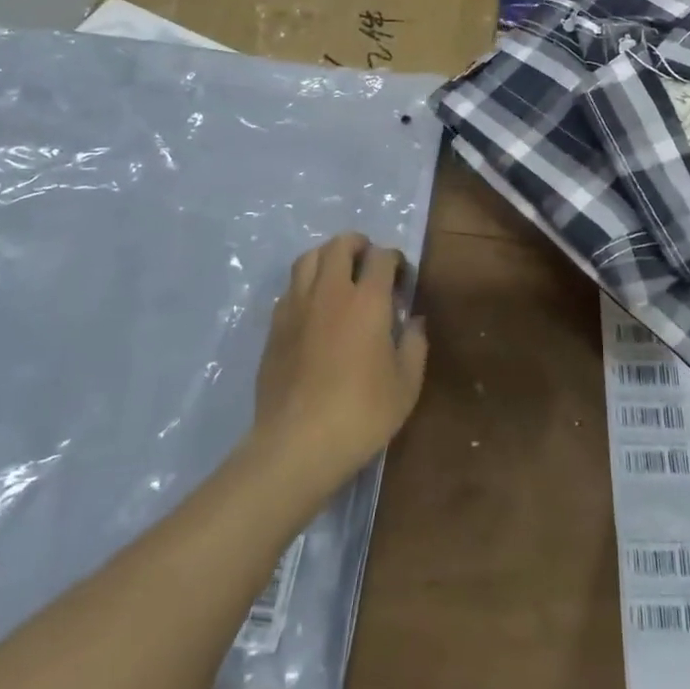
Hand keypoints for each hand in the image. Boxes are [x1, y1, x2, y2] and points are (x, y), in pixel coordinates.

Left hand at [251, 233, 428, 488]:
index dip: (394, 258)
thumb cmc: (361, 414)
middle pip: (339, 245)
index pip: (381, 257)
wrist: (297, 444)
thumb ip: (414, 345)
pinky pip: (290, 288)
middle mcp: (330, 292)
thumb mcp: (406, 385)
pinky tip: (314, 308)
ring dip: (327, 256)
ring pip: (307, 258)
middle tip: (369, 262)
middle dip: (358, 244)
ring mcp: (296, 306)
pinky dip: (305, 285)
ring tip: (338, 275)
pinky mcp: (274, 327)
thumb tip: (414, 320)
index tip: (402, 276)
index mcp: (367, 300)